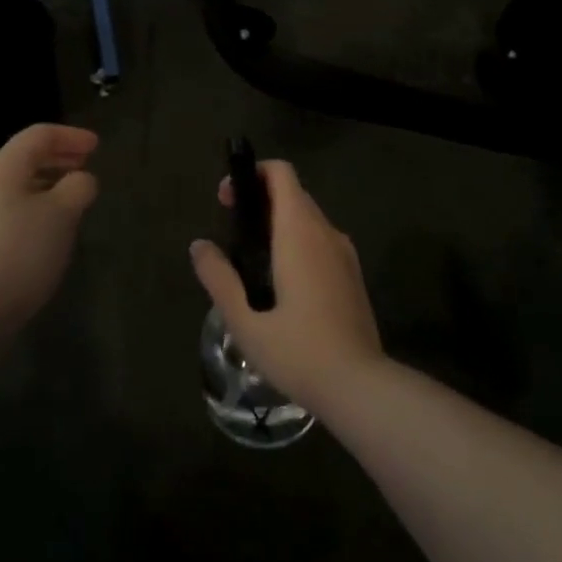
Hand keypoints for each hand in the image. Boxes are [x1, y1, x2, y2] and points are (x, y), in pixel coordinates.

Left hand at [0, 124, 98, 334]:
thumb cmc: (19, 252)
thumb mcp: (61, 215)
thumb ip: (78, 188)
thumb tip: (81, 178)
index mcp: (3, 165)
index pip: (40, 134)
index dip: (71, 136)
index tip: (97, 146)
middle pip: (24, 157)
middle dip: (57, 158)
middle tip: (85, 165)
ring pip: (15, 185)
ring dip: (45, 184)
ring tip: (70, 198)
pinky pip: (7, 209)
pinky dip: (31, 206)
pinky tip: (45, 230)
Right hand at [190, 160, 383, 411]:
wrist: (362, 388)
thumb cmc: (299, 350)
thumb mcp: (245, 320)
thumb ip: (218, 277)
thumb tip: (199, 246)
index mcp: (300, 231)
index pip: (281, 173)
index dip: (252, 174)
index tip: (227, 200)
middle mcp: (325, 231)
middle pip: (292, 193)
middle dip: (259, 199)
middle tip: (231, 230)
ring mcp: (344, 253)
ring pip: (307, 218)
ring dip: (278, 222)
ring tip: (251, 259)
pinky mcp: (353, 276)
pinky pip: (320, 241)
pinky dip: (297, 243)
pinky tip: (281, 284)